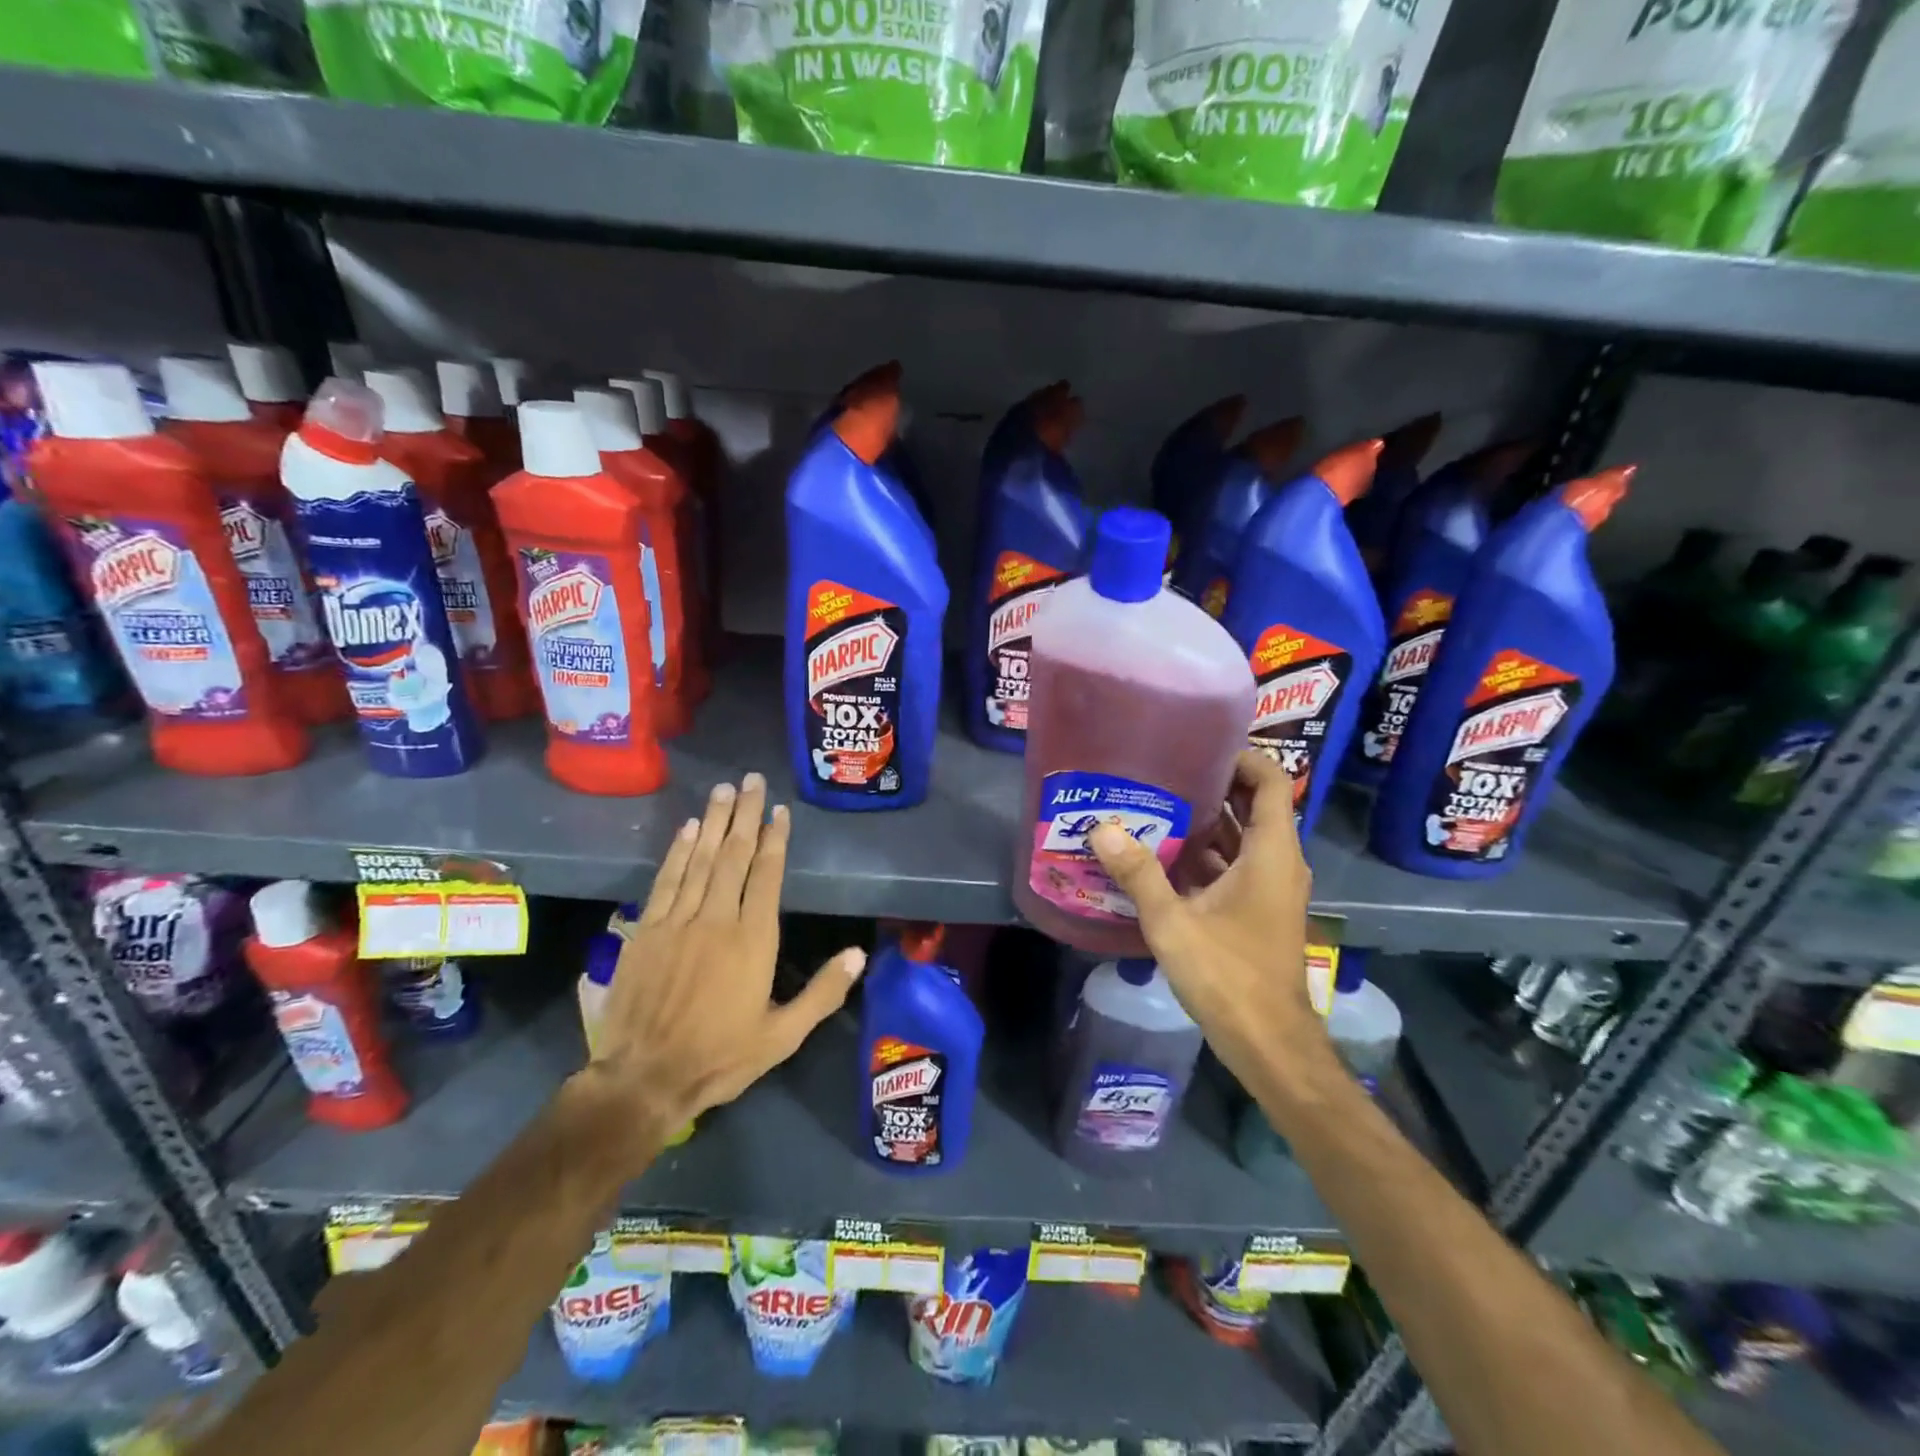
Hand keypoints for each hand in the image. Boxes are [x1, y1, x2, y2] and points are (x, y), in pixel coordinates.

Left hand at [585, 773, 865, 1157]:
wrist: (643, 1078)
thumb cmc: (720, 1057)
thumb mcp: (783, 1036)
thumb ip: (822, 993)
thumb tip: (859, 954)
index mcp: (753, 939)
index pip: (766, 875)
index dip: (774, 839)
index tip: (778, 810)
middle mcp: (717, 918)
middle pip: (733, 855)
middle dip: (744, 815)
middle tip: (751, 780)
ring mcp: (678, 921)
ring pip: (700, 859)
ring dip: (713, 822)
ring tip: (723, 790)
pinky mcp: (646, 930)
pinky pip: (666, 880)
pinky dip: (678, 852)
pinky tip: (687, 829)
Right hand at [1087, 751, 1324, 1086]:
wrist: (1269, 1043)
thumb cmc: (1229, 976)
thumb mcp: (1174, 922)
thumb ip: (1138, 873)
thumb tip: (1102, 828)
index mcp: (1271, 854)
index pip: (1269, 782)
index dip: (1241, 757)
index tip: (1199, 745)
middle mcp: (1278, 863)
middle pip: (1254, 806)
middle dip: (1213, 785)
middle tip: (1164, 769)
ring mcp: (1270, 888)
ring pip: (1242, 838)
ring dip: (1207, 821)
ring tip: (1156, 802)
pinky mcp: (1258, 910)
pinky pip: (1235, 865)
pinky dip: (1206, 854)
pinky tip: (1163, 853)